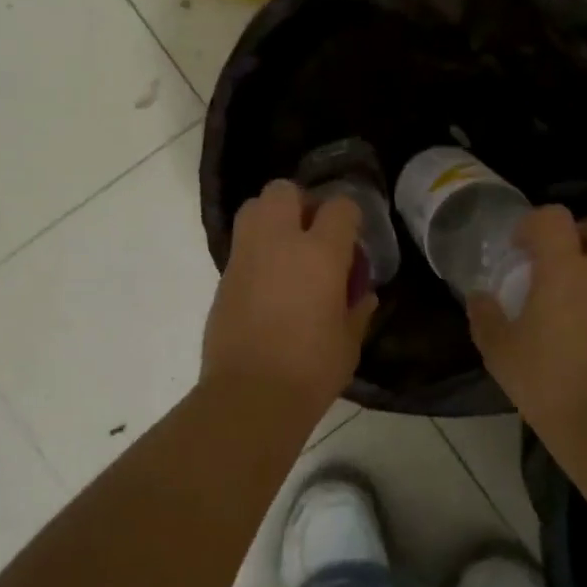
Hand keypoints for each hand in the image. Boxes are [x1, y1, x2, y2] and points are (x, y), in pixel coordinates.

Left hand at [203, 179, 378, 413]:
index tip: (351, 238)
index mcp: (320, 253)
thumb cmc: (311, 369)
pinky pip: (242, 244)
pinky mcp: (224, 276)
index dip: (348, 216)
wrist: (250, 395)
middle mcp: (280, 241)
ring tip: (287, 250)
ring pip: (254, 207)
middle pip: (284, 190)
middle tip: (313, 234)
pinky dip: (256, 250)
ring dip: (272, 218)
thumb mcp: (349, 341)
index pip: (339, 207)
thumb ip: (357, 310)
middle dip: (301, 202)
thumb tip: (363, 295)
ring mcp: (246, 256)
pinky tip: (268, 281)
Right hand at [466, 207, 586, 427]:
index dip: (533, 223)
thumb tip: (479, 297)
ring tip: (565, 287)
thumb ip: (485, 317)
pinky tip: (578, 318)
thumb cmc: (548, 381)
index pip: (555, 218)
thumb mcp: (499, 351)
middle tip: (560, 252)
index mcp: (566, 270)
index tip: (517, 247)